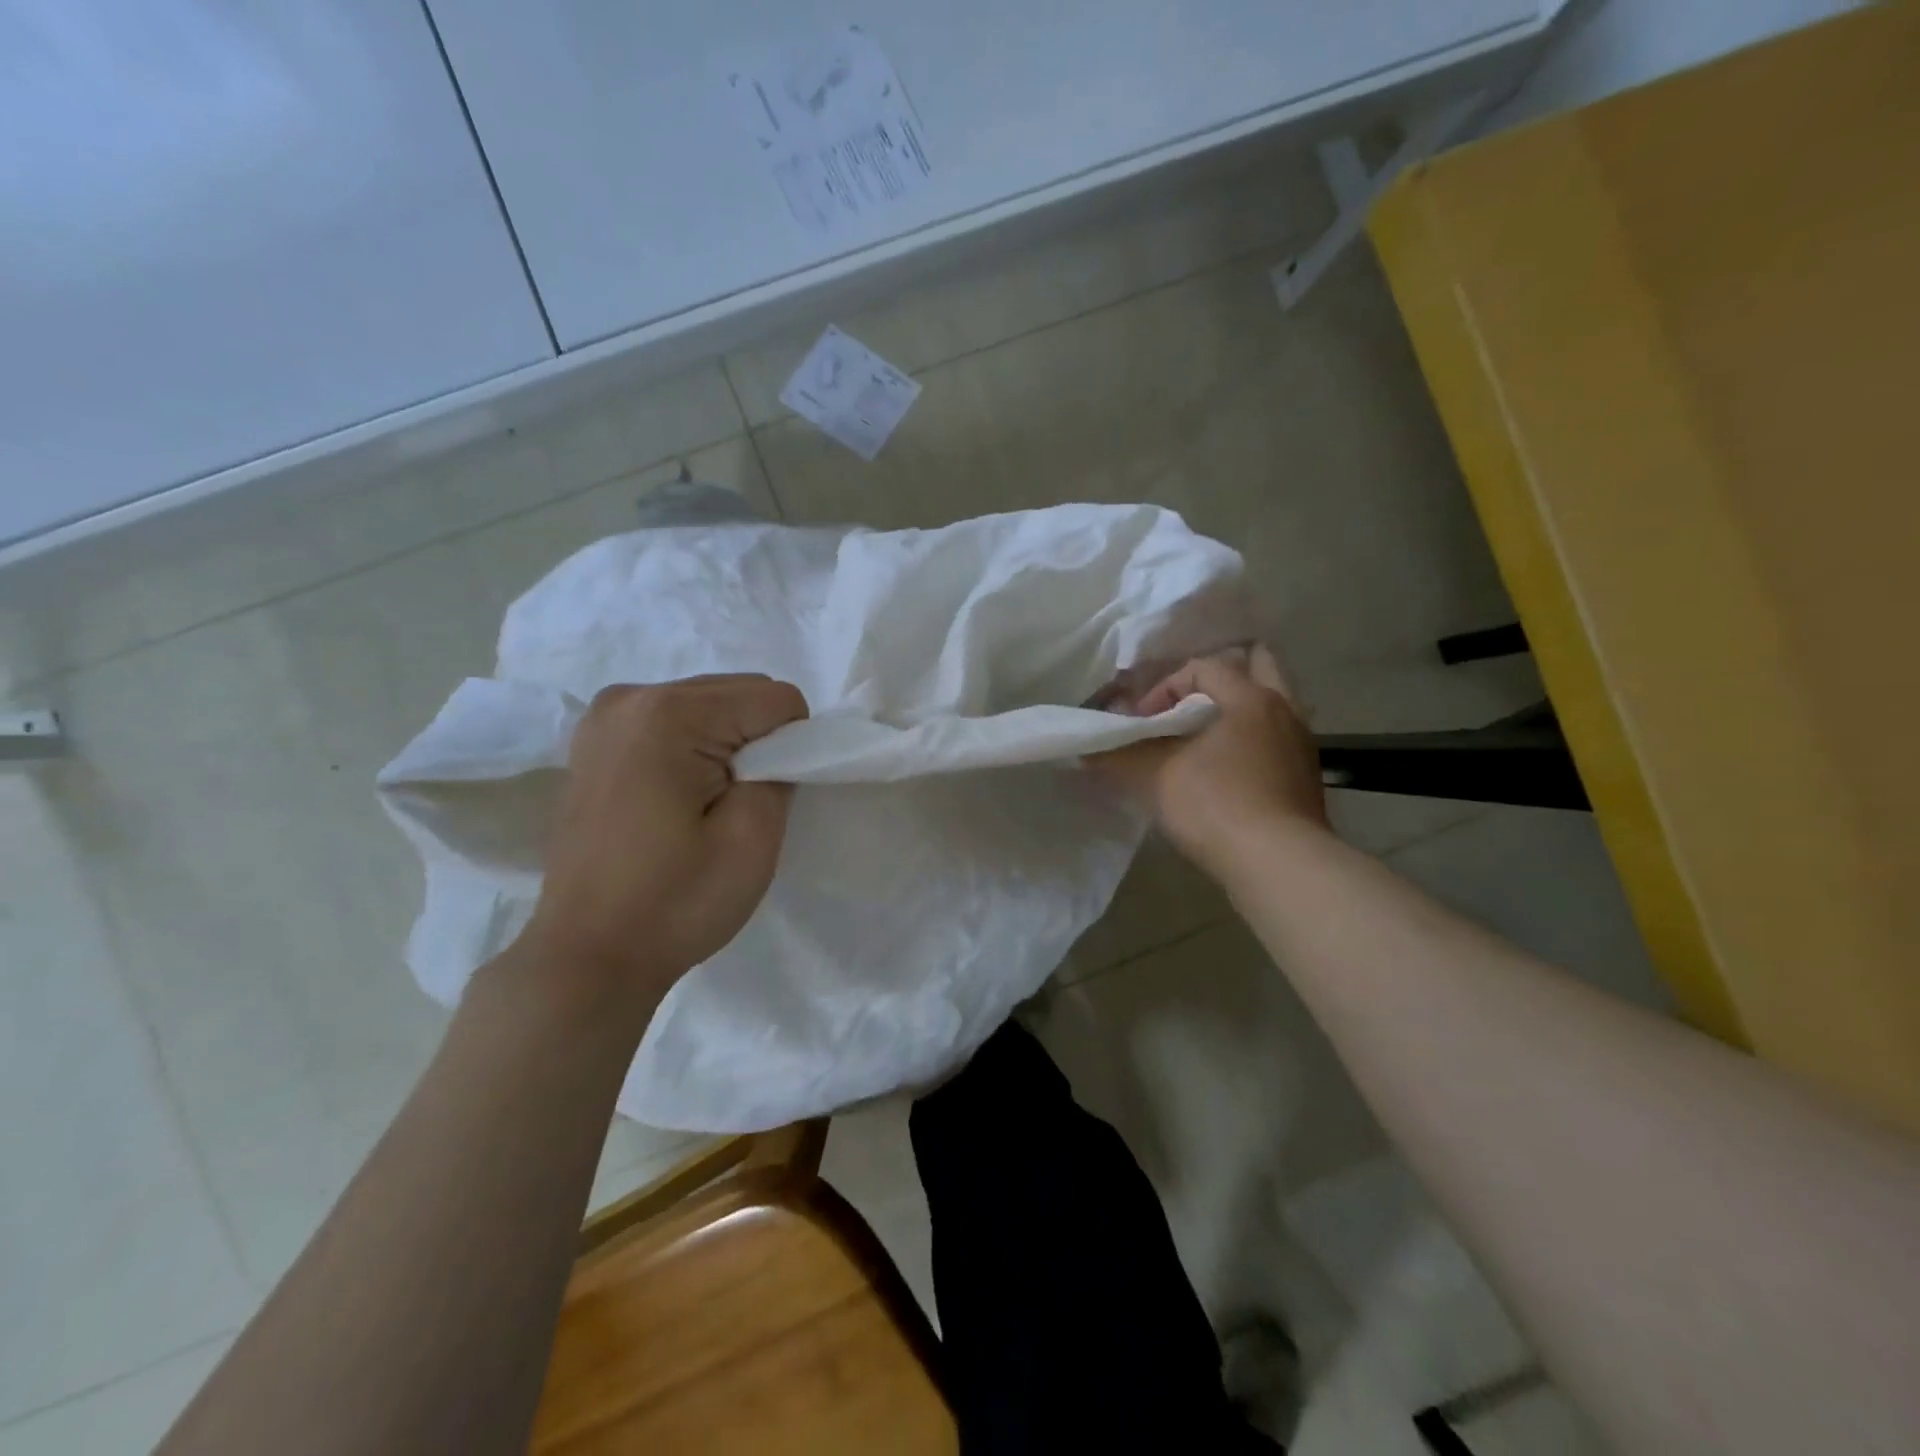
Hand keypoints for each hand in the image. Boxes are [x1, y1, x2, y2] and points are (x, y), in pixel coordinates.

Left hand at [518, 675, 807, 1011]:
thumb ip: (782, 771)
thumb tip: (777, 747)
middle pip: (739, 692)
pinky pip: (674, 721)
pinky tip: (677, 797)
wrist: (587, 956)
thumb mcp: (754, 839)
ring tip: (705, 805)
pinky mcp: (595, 740)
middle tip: (737, 805)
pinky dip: (694, 748)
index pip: (776, 698)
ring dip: (727, 744)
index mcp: (670, 713)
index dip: (792, 747)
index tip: (767, 800)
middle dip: (758, 741)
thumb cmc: (674, 903)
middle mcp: (631, 695)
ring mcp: (605, 715)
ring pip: (709, 704)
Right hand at [1093, 647, 1328, 881]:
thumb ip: (1118, 755)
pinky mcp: (1306, 777)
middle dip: (1217, 679)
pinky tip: (1226, 771)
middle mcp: (1283, 709)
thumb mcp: (1153, 777)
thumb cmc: (1215, 806)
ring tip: (1203, 739)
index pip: (1202, 667)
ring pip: (1270, 704)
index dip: (1164, 687)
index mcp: (1250, 697)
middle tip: (1187, 705)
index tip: (1143, 721)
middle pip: (1257, 665)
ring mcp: (1301, 743)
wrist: (1279, 864)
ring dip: (1236, 712)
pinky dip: (1251, 741)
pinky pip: (1275, 739)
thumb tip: (1087, 749)